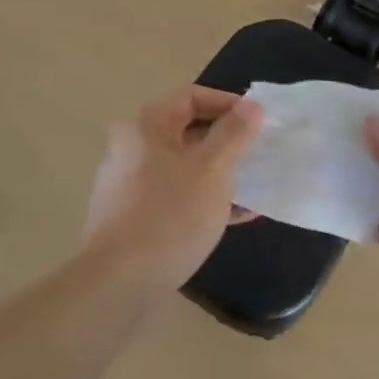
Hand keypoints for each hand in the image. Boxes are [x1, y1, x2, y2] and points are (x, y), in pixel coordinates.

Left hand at [81, 87, 264, 296]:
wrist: (119, 283)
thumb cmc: (170, 215)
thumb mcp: (212, 171)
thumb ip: (234, 134)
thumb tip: (252, 105)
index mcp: (146, 127)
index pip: (190, 96)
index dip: (227, 102)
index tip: (258, 121)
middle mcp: (131, 148)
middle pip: (185, 131)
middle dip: (225, 140)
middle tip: (258, 153)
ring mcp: (129, 185)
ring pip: (182, 167)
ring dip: (218, 172)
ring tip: (253, 185)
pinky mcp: (132, 217)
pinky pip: (175, 196)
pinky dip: (203, 199)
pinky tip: (236, 216)